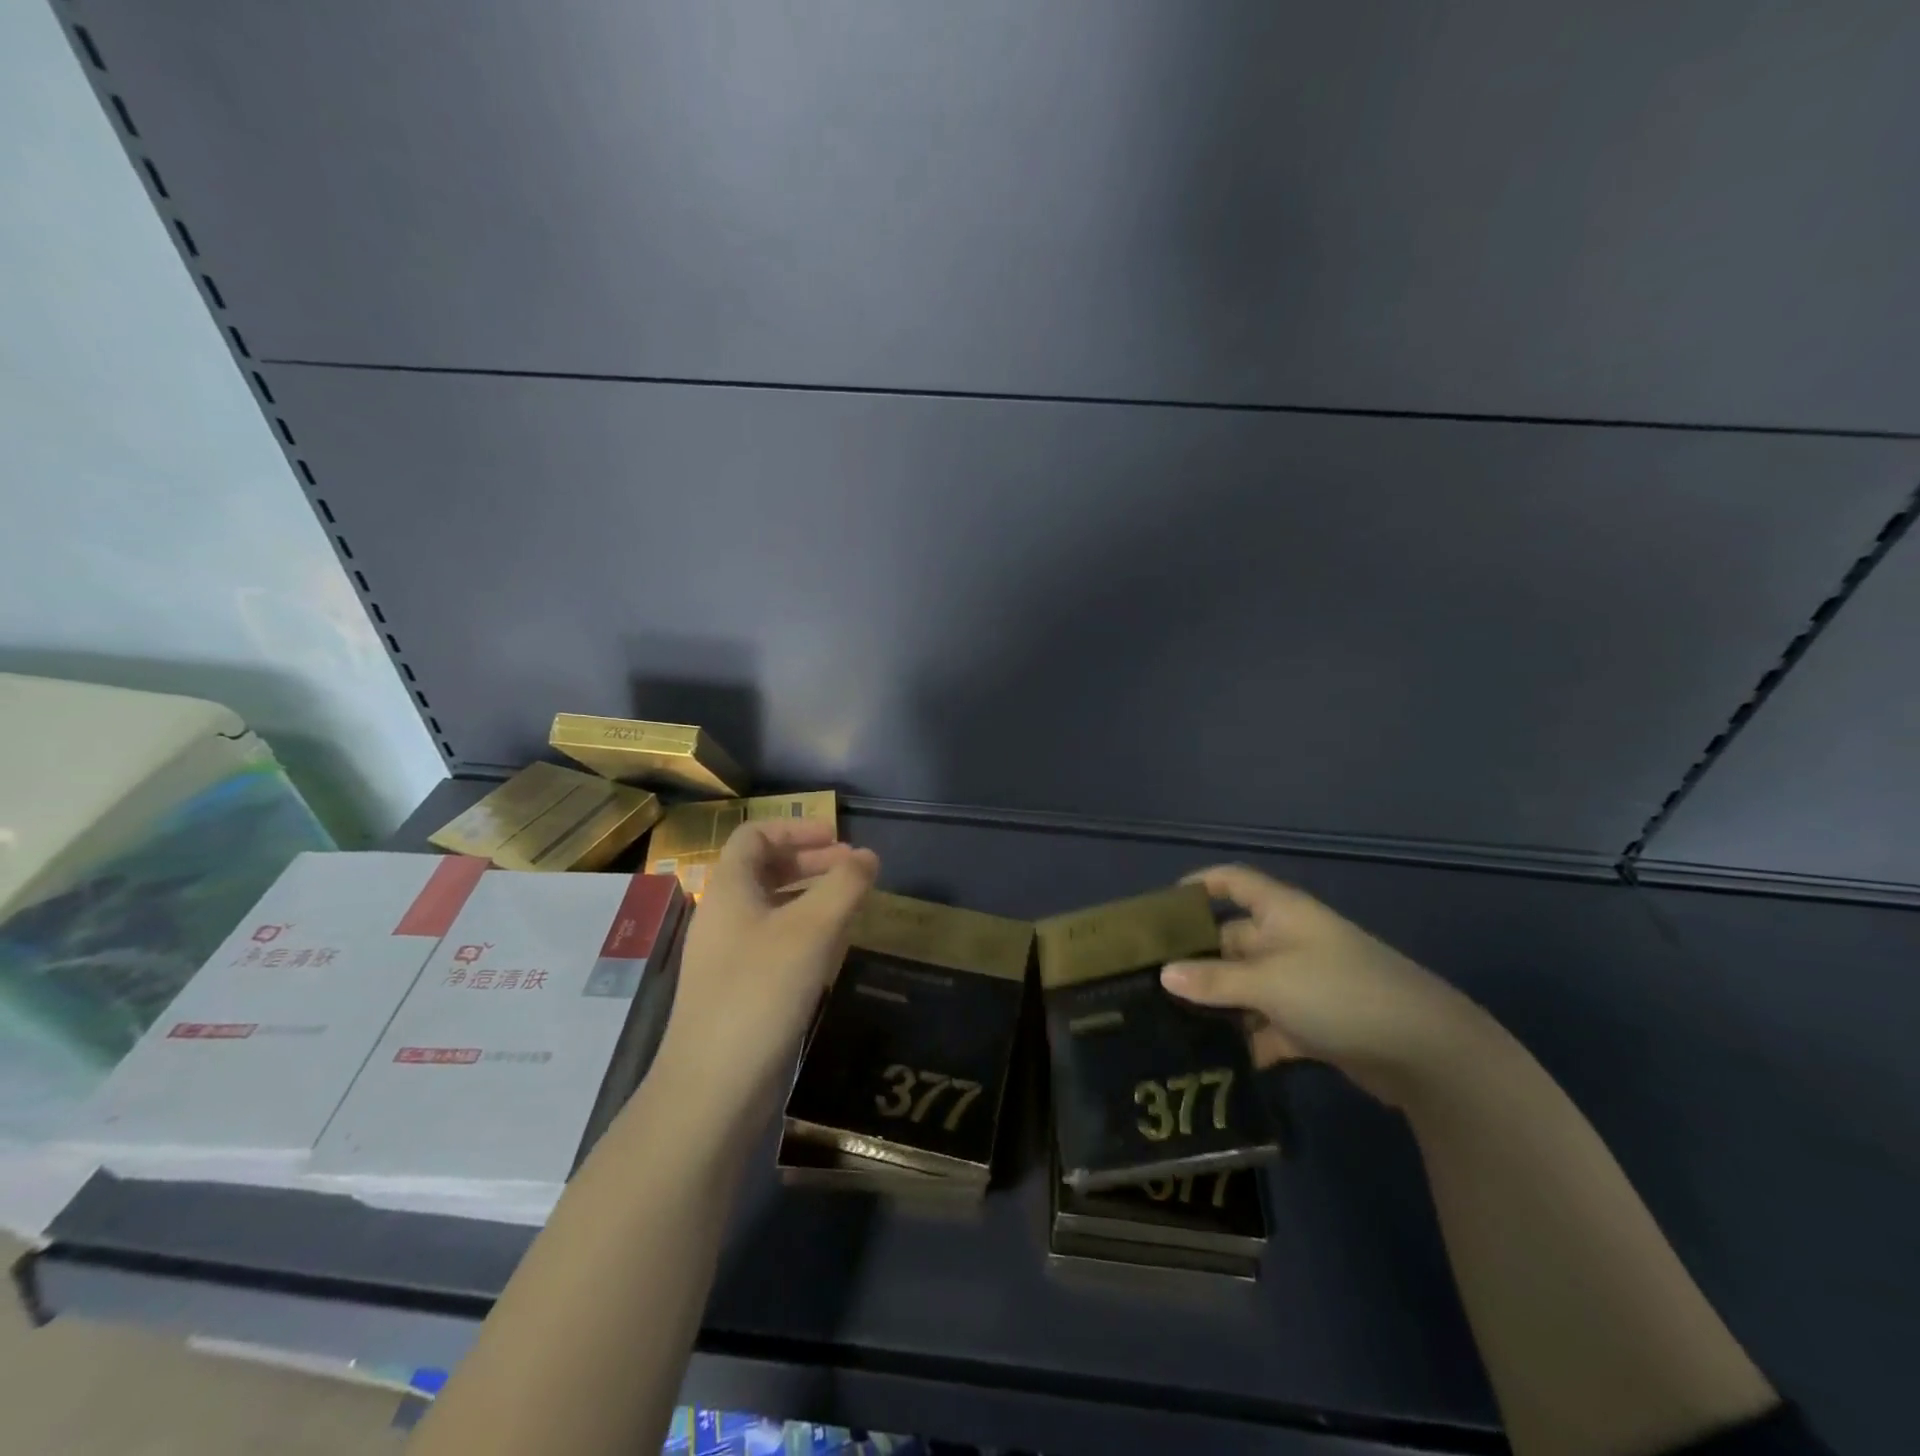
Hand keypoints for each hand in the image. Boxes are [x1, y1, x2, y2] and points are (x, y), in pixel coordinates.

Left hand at [653, 820, 878, 1128]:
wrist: (713, 1088)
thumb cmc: (761, 992)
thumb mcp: (813, 929)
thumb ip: (844, 885)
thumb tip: (867, 857)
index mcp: (729, 890)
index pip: (755, 835)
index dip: (796, 828)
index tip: (838, 838)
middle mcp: (723, 916)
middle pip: (764, 869)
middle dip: (812, 862)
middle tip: (853, 871)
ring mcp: (727, 956)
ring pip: (771, 908)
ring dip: (810, 898)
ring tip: (850, 907)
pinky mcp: (737, 991)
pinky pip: (772, 943)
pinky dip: (803, 933)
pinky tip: (830, 952)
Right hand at [1160, 865, 1492, 1106]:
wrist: (1427, 1053)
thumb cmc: (1339, 993)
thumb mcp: (1269, 982)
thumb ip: (1214, 979)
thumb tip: (1164, 974)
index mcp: (1281, 912)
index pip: (1233, 881)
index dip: (1200, 884)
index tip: (1163, 907)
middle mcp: (1289, 940)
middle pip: (1232, 938)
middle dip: (1196, 957)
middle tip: (1149, 978)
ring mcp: (1303, 983)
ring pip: (1247, 985)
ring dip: (1218, 1003)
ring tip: (1169, 1021)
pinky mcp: (1314, 1024)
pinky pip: (1268, 1024)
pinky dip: (1247, 1038)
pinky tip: (1216, 1058)